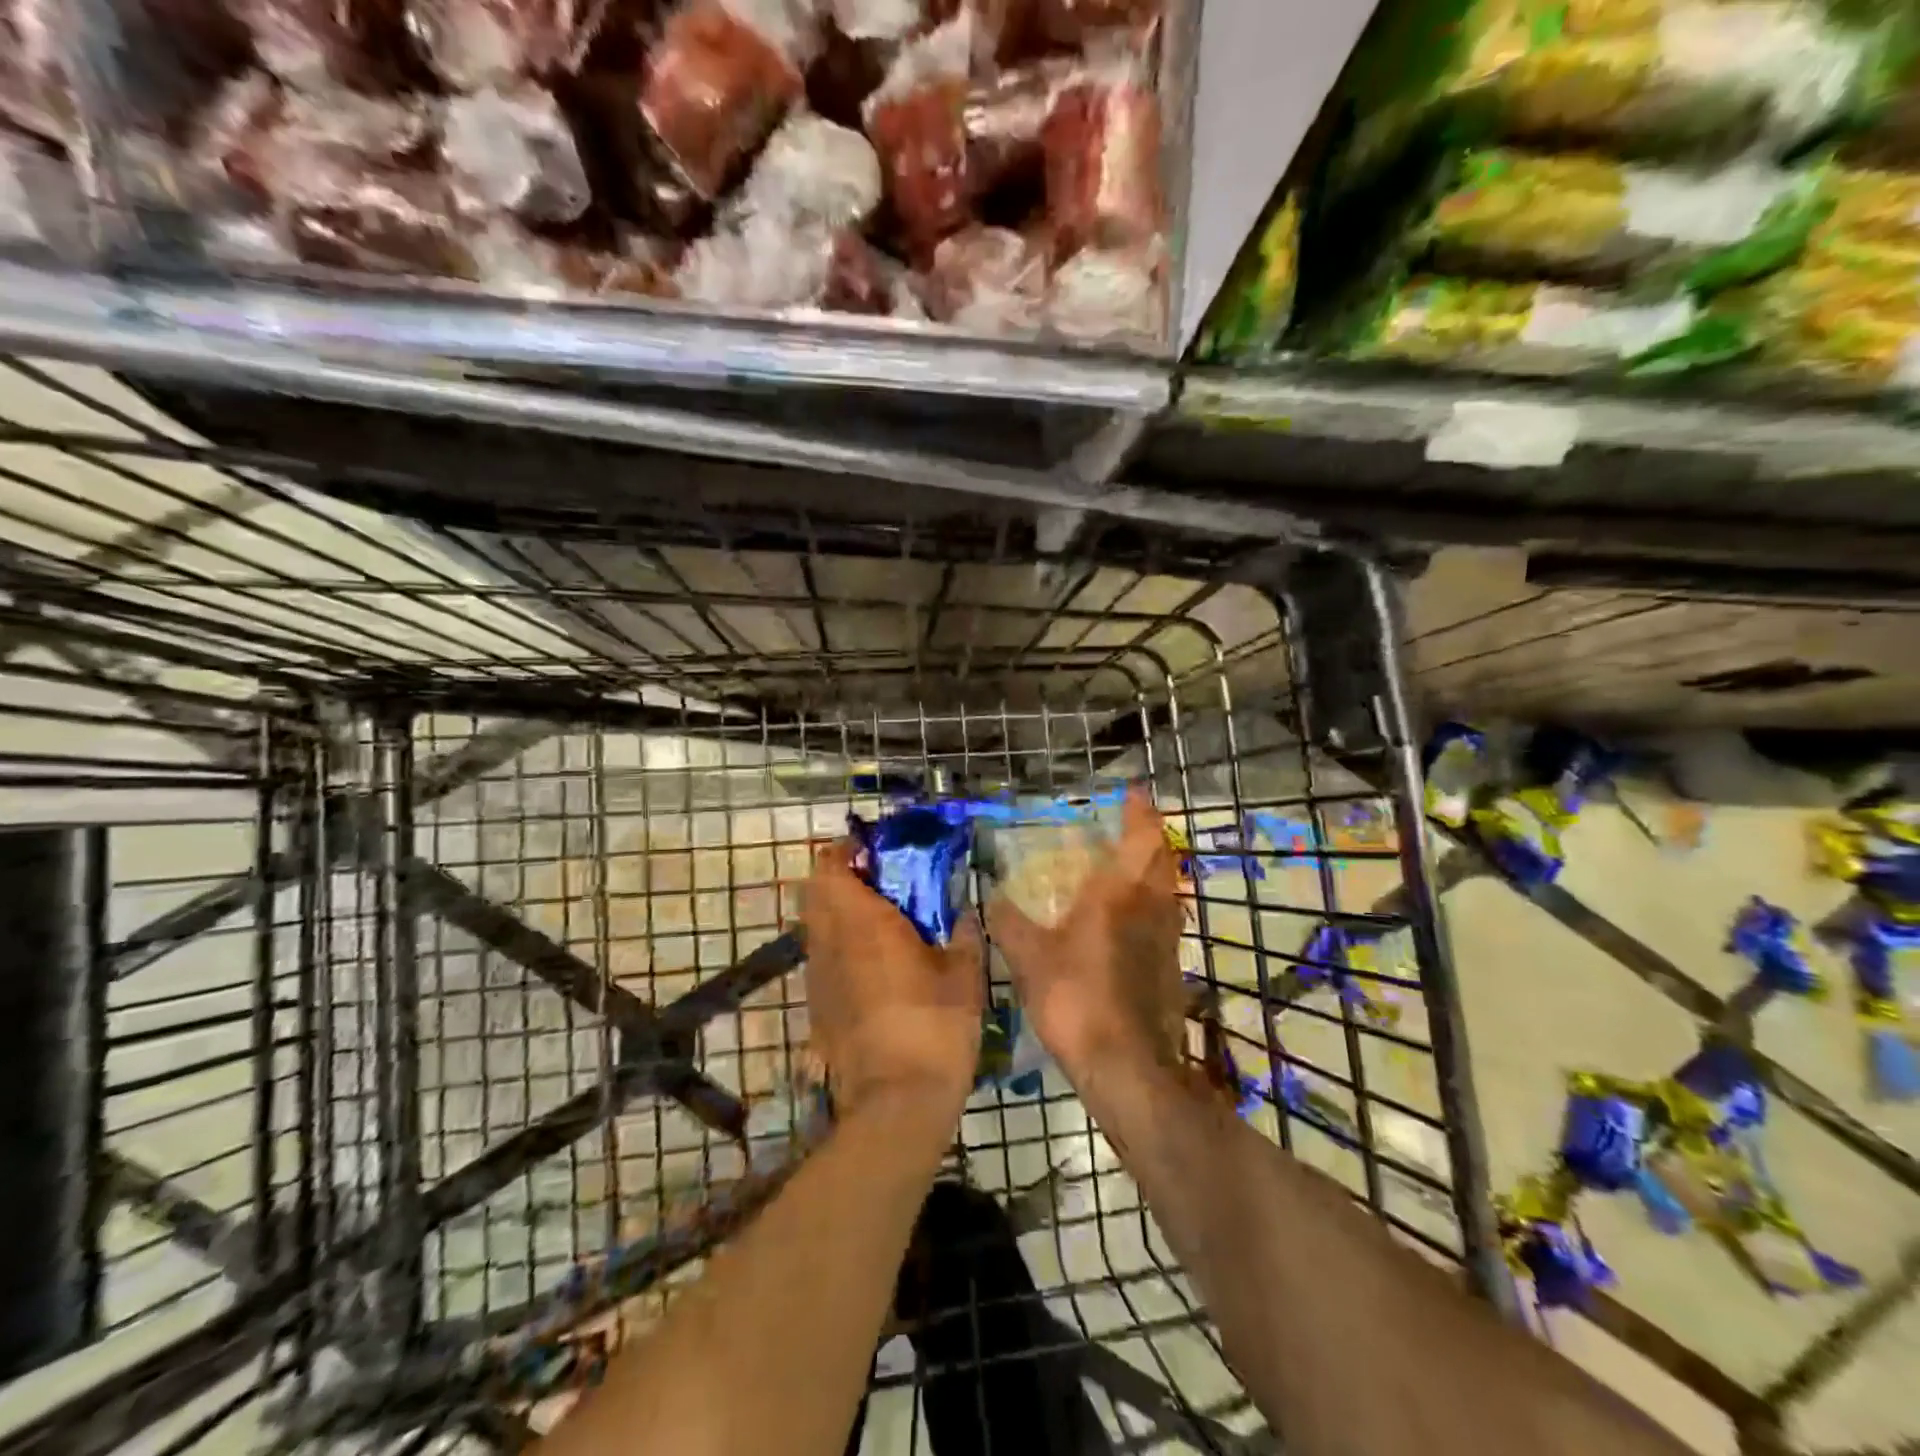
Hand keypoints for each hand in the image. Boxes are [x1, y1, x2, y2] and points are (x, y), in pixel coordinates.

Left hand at [803, 841, 985, 1118]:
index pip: (830, 866)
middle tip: (883, 886)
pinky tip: (876, 970)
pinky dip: (840, 950)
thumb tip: (966, 912)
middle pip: (815, 892)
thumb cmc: (934, 1026)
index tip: (876, 853)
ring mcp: (818, 976)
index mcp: (862, 921)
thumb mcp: (965, 975)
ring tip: (881, 926)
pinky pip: (822, 960)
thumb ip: (965, 933)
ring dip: (839, 915)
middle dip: (842, 880)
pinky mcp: (817, 1007)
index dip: (846, 852)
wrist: (896, 1102)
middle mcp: (829, 941)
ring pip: (816, 927)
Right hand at [987, 786, 1186, 1084]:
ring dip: (1153, 871)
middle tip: (1128, 826)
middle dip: (1150, 836)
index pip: (1141, 836)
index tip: (1133, 792)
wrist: (1127, 1066)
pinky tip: (1127, 922)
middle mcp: (1152, 906)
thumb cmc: (1076, 998)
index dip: (1139, 810)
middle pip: (1163, 858)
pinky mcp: (1171, 968)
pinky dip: (1150, 905)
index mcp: (1120, 892)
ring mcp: (1168, 938)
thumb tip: (989, 897)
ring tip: (1126, 868)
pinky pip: (1164, 920)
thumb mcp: (1029, 958)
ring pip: (1167, 889)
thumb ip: (1008, 923)